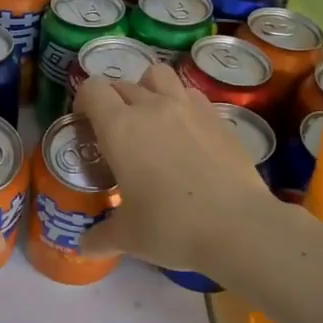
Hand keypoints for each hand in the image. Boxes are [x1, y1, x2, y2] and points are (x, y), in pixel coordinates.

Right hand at [74, 63, 279, 270]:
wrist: (239, 226)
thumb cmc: (172, 227)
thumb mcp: (129, 237)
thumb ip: (101, 236)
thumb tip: (83, 246)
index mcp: (119, 127)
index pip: (92, 89)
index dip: (84, 101)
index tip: (86, 124)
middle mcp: (151, 106)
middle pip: (122, 84)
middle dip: (113, 101)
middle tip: (116, 134)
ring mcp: (187, 107)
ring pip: (158, 76)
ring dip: (148, 89)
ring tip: (151, 118)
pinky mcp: (217, 116)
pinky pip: (190, 94)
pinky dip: (181, 102)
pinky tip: (185, 131)